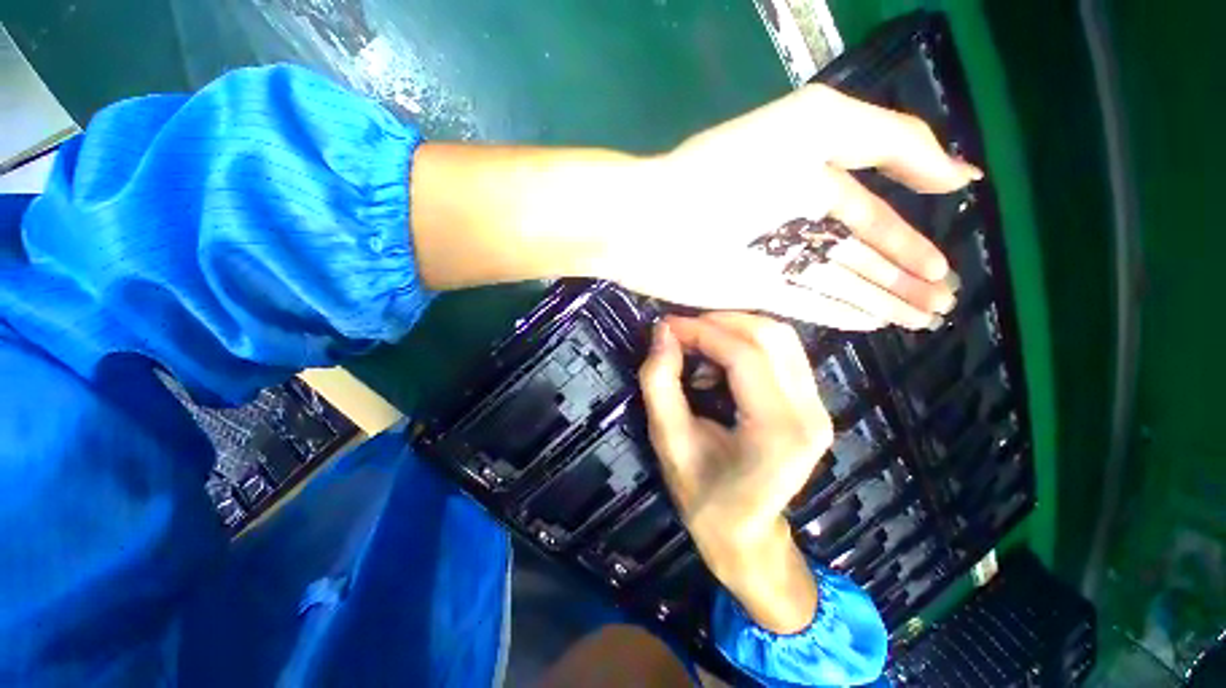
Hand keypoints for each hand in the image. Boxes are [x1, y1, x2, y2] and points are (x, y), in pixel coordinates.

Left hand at [605, 84, 978, 329]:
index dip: (908, 241)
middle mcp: (794, 224)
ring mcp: (772, 262)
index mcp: (810, 179)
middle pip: (859, 255)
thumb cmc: (726, 171)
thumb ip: (890, 140)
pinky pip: (805, 304)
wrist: (655, 222)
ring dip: (880, 299)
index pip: (870, 215)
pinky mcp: (752, 292)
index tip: (945, 268)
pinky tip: (871, 323)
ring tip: (923, 318)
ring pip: (837, 282)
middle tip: (943, 303)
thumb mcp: (815, 125)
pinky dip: (837, 312)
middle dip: (902, 277)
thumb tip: (960, 175)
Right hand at [638, 312, 833, 632]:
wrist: (747, 534)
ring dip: (733, 329)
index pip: (744, 356)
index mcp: (778, 432)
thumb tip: (662, 333)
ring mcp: (819, 407)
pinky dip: (745, 343)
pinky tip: (719, 362)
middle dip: (719, 322)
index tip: (666, 326)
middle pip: (771, 336)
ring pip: (780, 338)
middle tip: (681, 333)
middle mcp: (810, 414)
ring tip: (697, 347)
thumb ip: (660, 384)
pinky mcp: (813, 403)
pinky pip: (782, 352)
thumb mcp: (669, 442)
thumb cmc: (703, 497)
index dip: (701, 331)